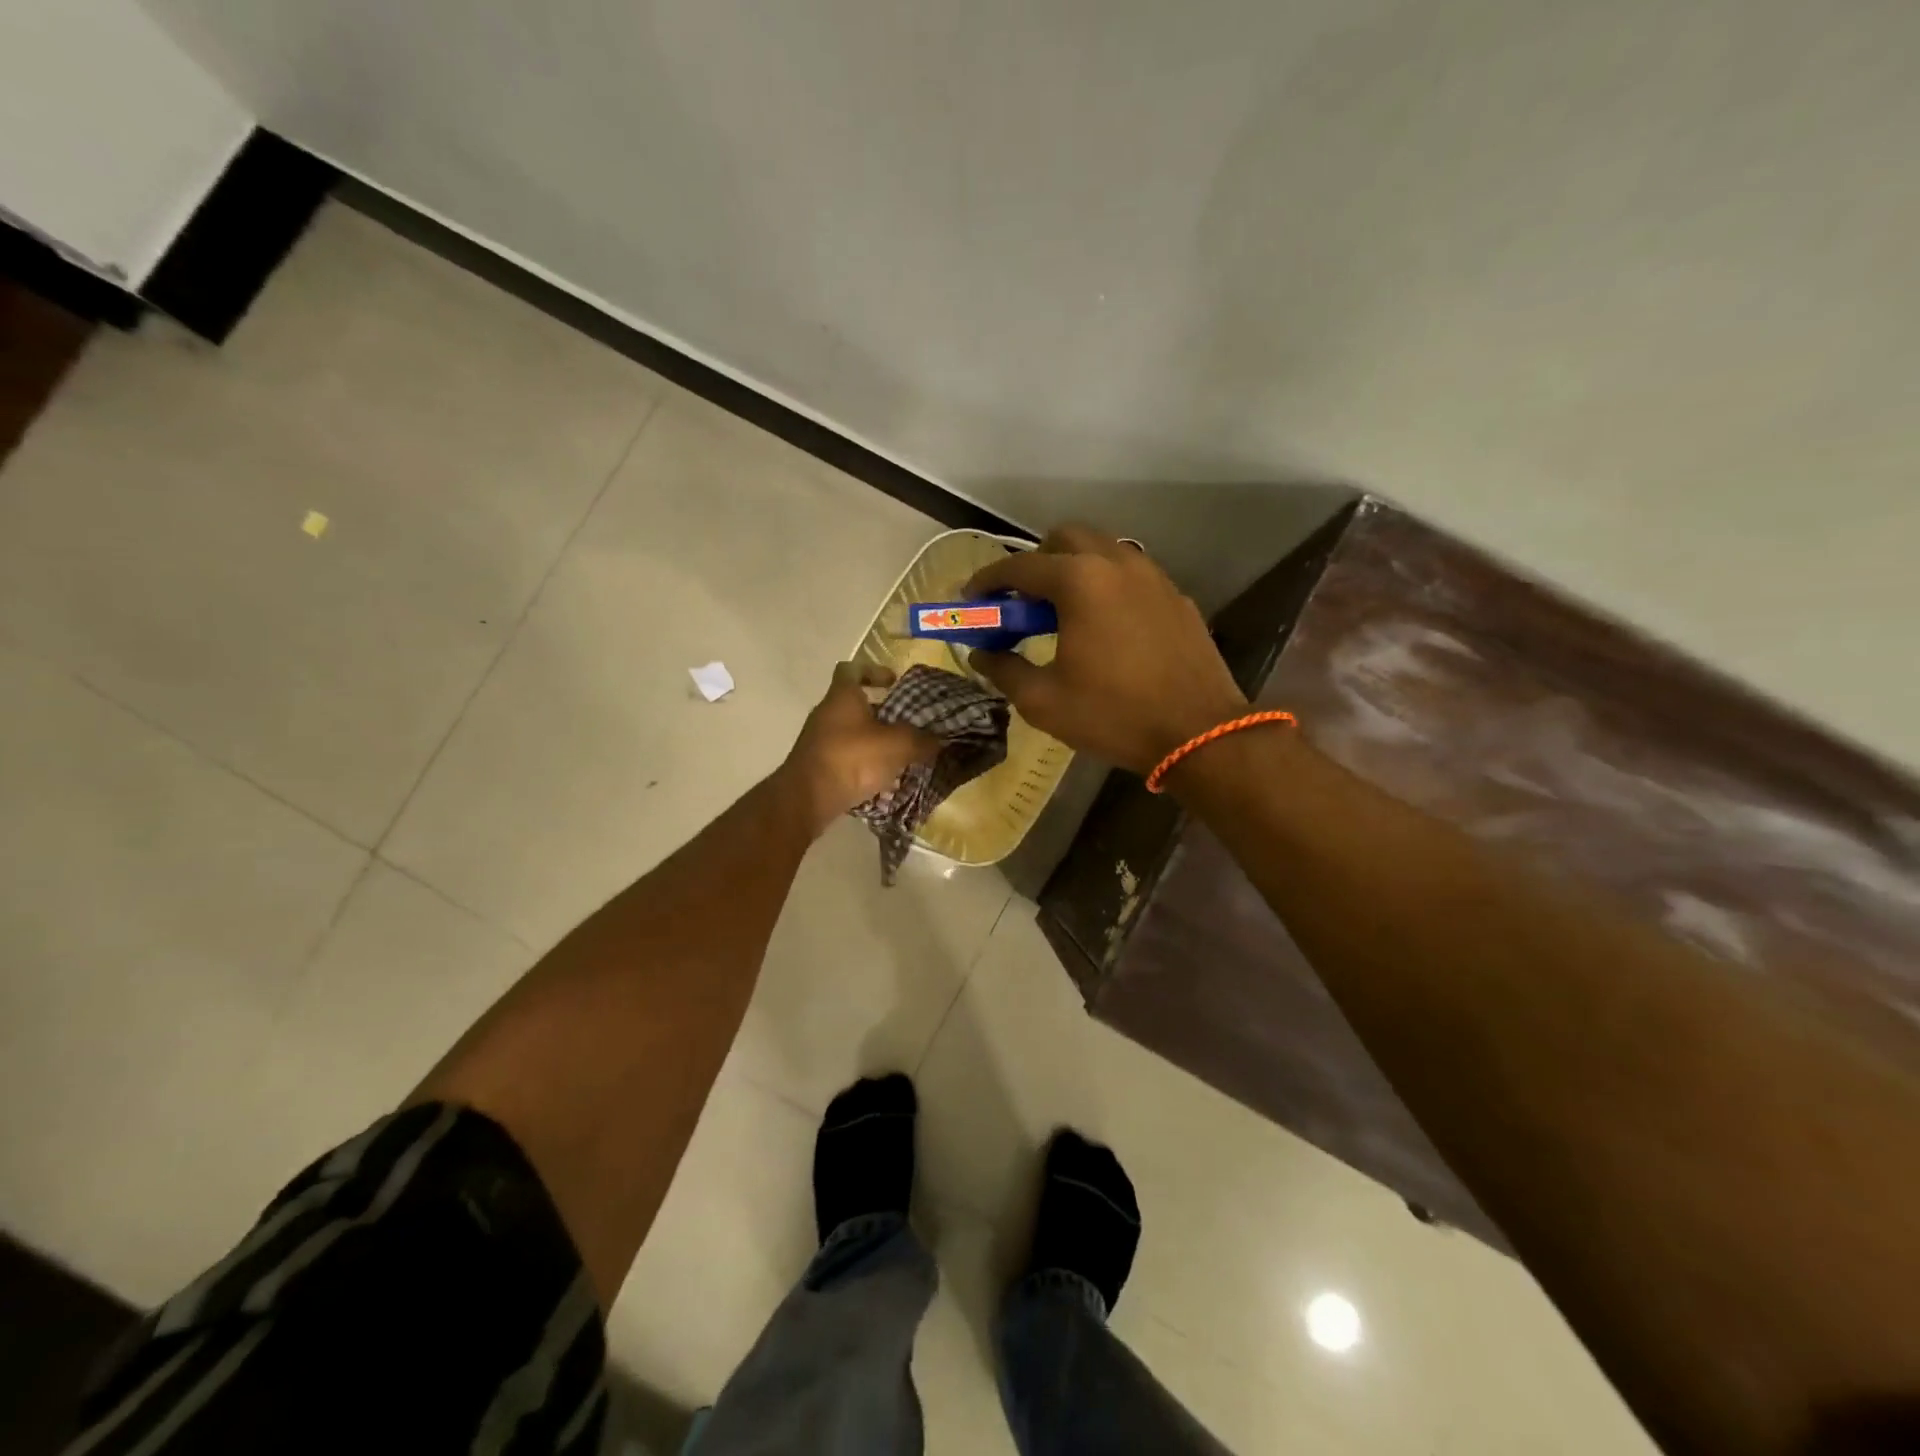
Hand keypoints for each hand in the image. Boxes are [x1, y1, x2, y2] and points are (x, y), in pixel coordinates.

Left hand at [781, 662, 939, 835]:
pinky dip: (862, 762)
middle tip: (906, 723)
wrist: (807, 799)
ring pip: (851, 731)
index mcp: (843, 696)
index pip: (852, 669)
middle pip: (854, 703)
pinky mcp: (817, 765)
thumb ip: (921, 740)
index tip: (894, 683)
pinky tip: (881, 777)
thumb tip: (939, 740)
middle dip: (881, 712)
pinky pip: (845, 756)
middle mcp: (826, 713)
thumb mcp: (897, 746)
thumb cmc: (852, 759)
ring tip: (899, 754)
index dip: (873, 670)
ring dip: (873, 739)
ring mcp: (818, 740)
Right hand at [964, 525, 1247, 775]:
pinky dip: (1106, 586)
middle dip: (1035, 563)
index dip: (987, 581)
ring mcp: (1153, 577)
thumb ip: (1004, 670)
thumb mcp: (1043, 701)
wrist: (1199, 732)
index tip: (971, 599)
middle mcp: (1116, 563)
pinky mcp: (1176, 596)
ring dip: (1073, 570)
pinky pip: (1131, 575)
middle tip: (1022, 604)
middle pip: (1064, 539)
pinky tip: (1104, 626)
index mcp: (1079, 581)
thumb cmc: (1113, 715)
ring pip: (1102, 551)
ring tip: (1062, 614)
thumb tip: (981, 655)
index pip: (1019, 567)